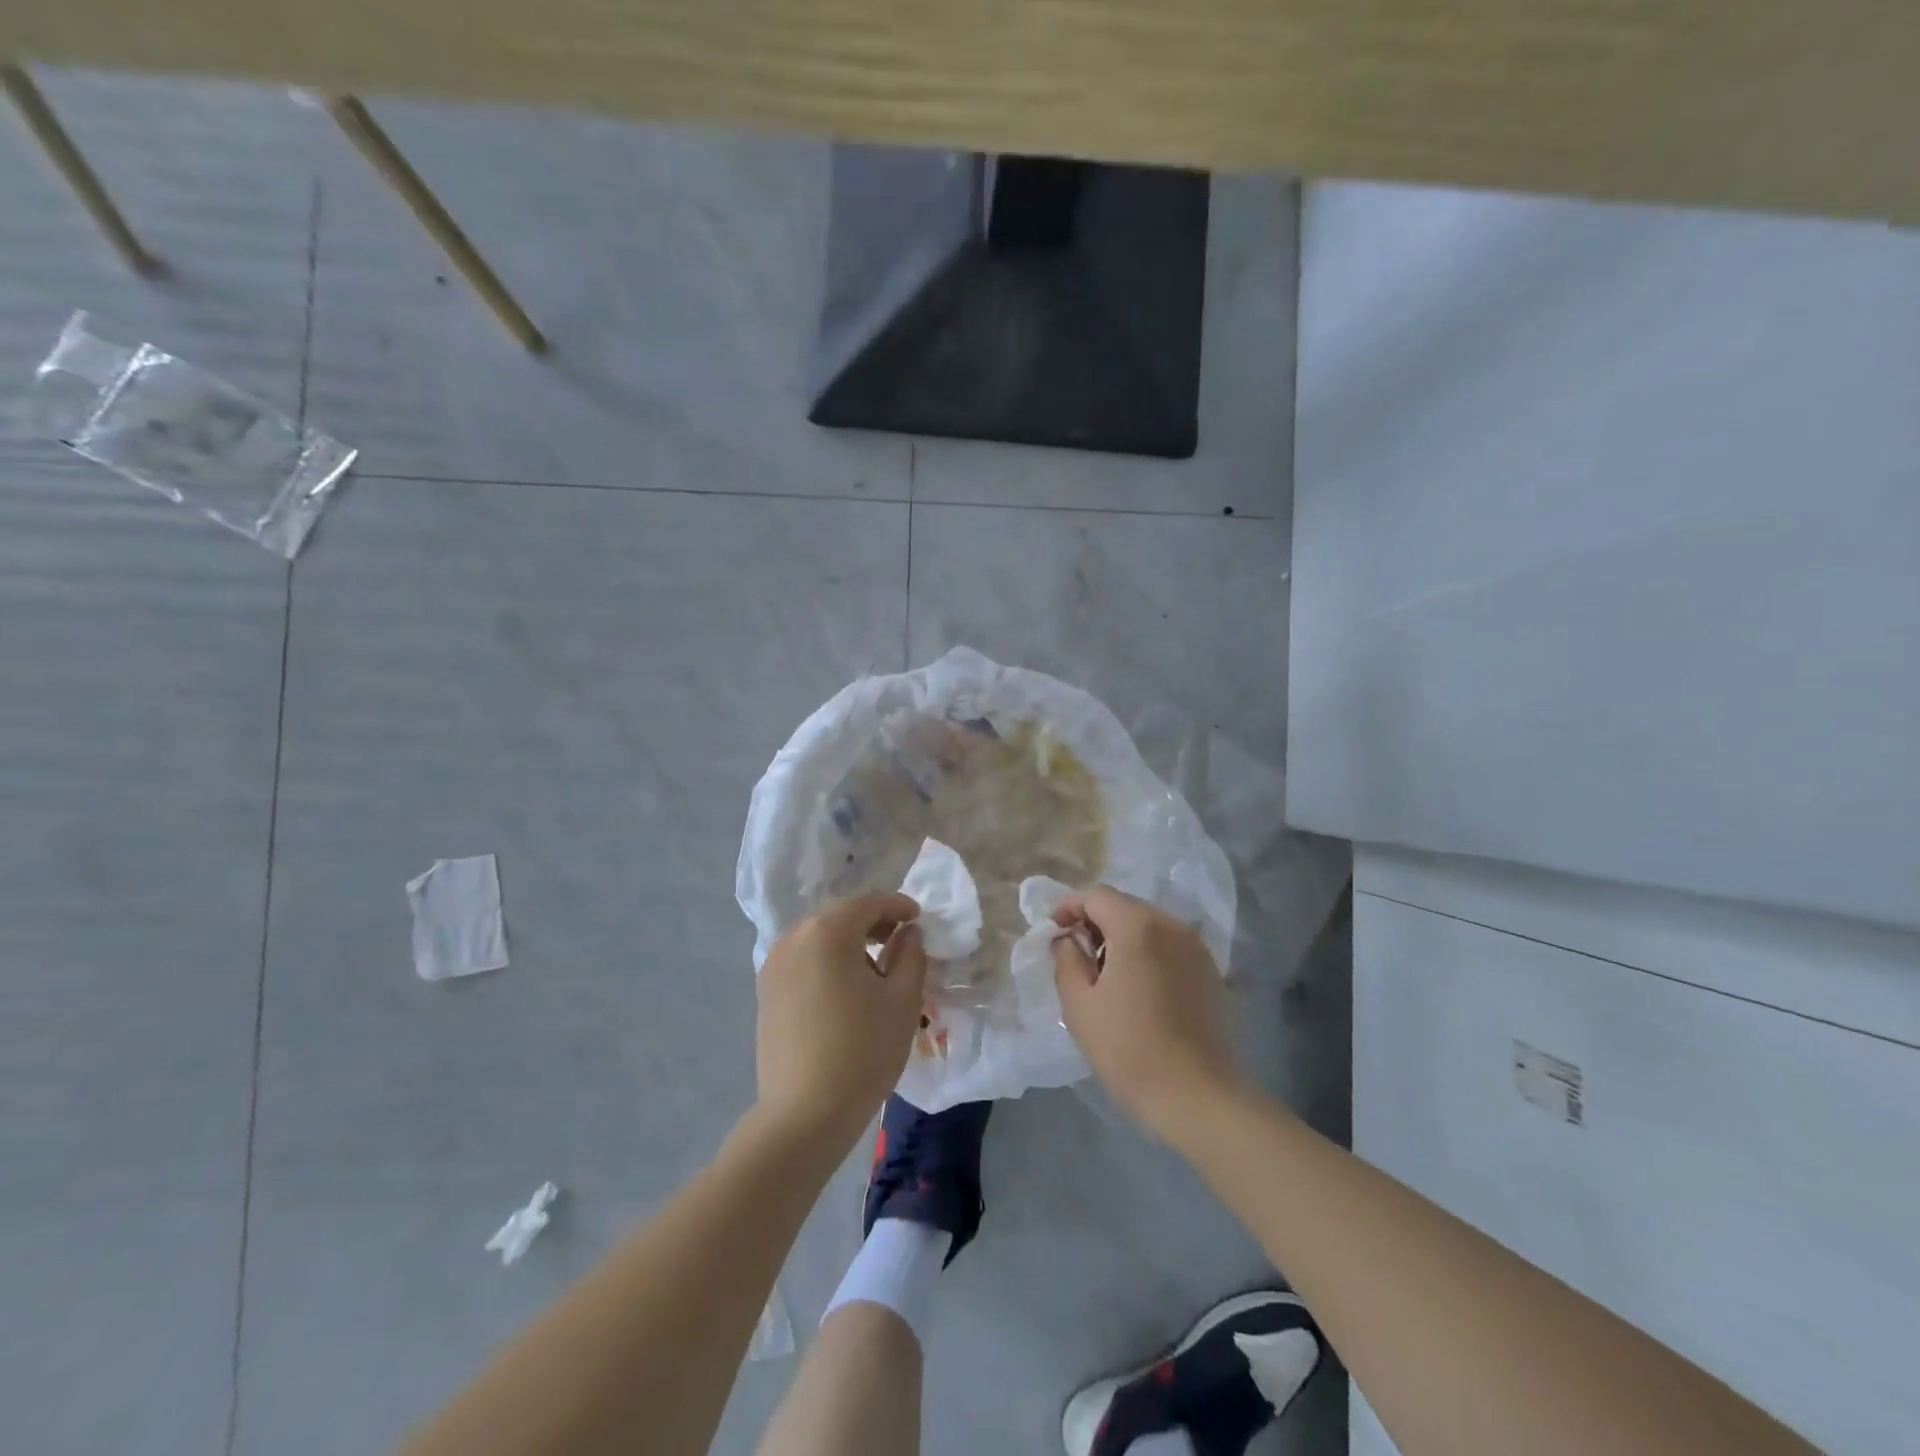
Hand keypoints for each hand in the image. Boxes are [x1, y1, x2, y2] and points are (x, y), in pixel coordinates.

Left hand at [755, 892, 927, 1152]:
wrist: (804, 1114)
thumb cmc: (863, 1050)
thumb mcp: (902, 999)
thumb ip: (911, 954)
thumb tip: (907, 932)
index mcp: (828, 931)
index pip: (868, 903)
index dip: (897, 906)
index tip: (918, 919)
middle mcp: (794, 937)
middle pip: (840, 916)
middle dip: (873, 923)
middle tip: (901, 941)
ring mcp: (774, 964)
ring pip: (819, 937)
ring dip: (848, 942)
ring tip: (875, 968)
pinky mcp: (766, 991)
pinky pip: (803, 960)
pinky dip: (827, 961)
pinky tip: (845, 989)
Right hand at [1052, 885, 1244, 1141]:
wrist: (1198, 1096)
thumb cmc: (1129, 1048)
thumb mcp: (1079, 1004)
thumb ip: (1066, 959)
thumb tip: (1067, 939)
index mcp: (1137, 926)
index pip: (1097, 896)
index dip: (1069, 907)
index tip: (1054, 933)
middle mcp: (1171, 925)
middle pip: (1125, 906)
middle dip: (1096, 922)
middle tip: (1076, 955)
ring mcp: (1196, 948)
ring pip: (1149, 926)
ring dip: (1122, 938)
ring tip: (1105, 975)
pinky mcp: (1210, 972)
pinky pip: (1169, 946)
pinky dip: (1147, 953)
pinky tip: (1138, 989)